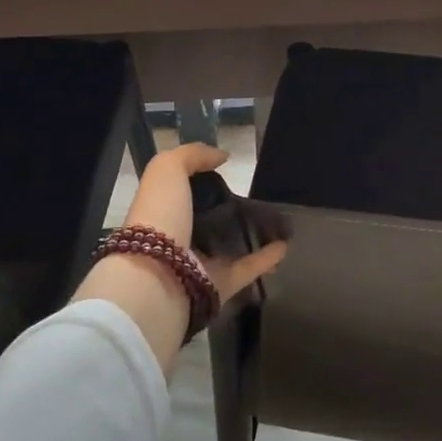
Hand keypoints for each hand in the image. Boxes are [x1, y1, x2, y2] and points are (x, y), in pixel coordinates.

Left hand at [124, 143, 286, 304]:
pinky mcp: (220, 285)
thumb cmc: (159, 216)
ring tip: (278, 221)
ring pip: (230, 246)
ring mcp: (200, 264)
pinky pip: (247, 269)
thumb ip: (192, 156)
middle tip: (257, 196)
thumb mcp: (166, 169)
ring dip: (251, 235)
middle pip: (208, 221)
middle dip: (228, 209)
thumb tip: (222, 156)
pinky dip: (266, 259)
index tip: (228, 171)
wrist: (156, 275)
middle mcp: (179, 238)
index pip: (184, 193)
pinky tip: (285, 245)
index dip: (202, 181)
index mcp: (163, 212)